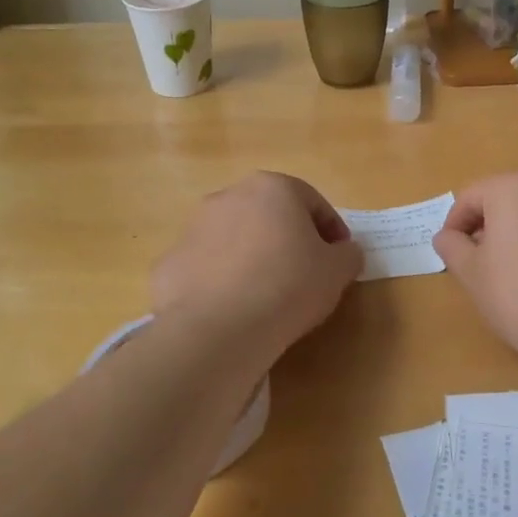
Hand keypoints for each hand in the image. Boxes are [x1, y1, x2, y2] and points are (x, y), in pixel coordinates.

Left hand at [152, 172, 362, 363]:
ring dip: (252, 257)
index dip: (332, 231)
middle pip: (269, 215)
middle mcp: (229, 196)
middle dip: (288, 239)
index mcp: (273, 188)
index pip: (313, 203)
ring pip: (235, 238)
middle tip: (304, 275)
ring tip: (265, 295)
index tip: (339, 260)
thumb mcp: (337, 271)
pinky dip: (221, 281)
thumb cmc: (288, 286)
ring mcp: (193, 227)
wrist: (216, 328)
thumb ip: (348, 254)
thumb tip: (344, 252)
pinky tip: (233, 309)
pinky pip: (207, 267)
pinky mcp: (170, 261)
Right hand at [432, 171, 517, 375]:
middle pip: (509, 200)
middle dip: (490, 227)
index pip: (471, 196)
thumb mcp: (472, 273)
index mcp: (516, 187)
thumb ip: (452, 246)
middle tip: (480, 263)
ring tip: (515, 273)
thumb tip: (447, 236)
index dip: (454, 224)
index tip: (451, 253)